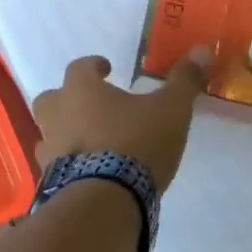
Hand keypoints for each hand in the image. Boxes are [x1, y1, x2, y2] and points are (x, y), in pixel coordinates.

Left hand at [32, 51, 210, 195]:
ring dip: (65, 134)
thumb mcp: (171, 109)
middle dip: (68, 99)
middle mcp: (58, 115)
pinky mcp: (51, 183)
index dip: (93, 66)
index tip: (106, 68)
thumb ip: (184, 81)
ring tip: (91, 142)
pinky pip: (56, 167)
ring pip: (48, 134)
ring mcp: (49, 151)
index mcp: (81, 90)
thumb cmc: (136, 143)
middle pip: (51, 98)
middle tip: (92, 106)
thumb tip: (202, 50)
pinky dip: (69, 166)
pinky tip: (89, 174)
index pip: (79, 67)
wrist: (105, 201)